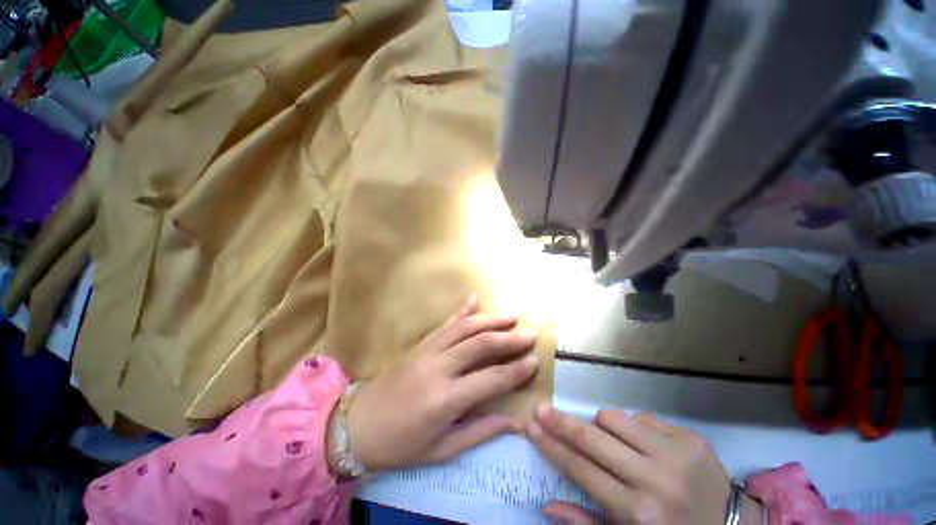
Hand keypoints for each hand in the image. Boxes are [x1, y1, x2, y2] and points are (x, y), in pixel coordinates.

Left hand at [346, 294, 538, 470]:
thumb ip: (479, 431)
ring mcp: (427, 351)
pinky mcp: (420, 344)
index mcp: (445, 400)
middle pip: (480, 345)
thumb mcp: (441, 449)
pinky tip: (474, 298)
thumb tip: (514, 421)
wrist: (356, 426)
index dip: (515, 371)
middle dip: (508, 339)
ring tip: (511, 316)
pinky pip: (445, 323)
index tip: (535, 361)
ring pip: (465, 328)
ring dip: (490, 320)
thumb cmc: (400, 445)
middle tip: (529, 335)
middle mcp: (438, 368)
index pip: (490, 379)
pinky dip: (462, 310)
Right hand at [529, 407, 737, 523]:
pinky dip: (633, 428)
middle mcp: (655, 479)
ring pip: (615, 418)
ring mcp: (676, 453)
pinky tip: (642, 445)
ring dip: (600, 424)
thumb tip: (547, 506)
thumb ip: (587, 524)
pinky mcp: (690, 437)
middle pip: (593, 438)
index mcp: (639, 513)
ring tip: (604, 438)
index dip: (552, 447)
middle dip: (562, 422)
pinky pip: (643, 418)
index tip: (531, 427)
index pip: (581, 470)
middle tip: (541, 409)